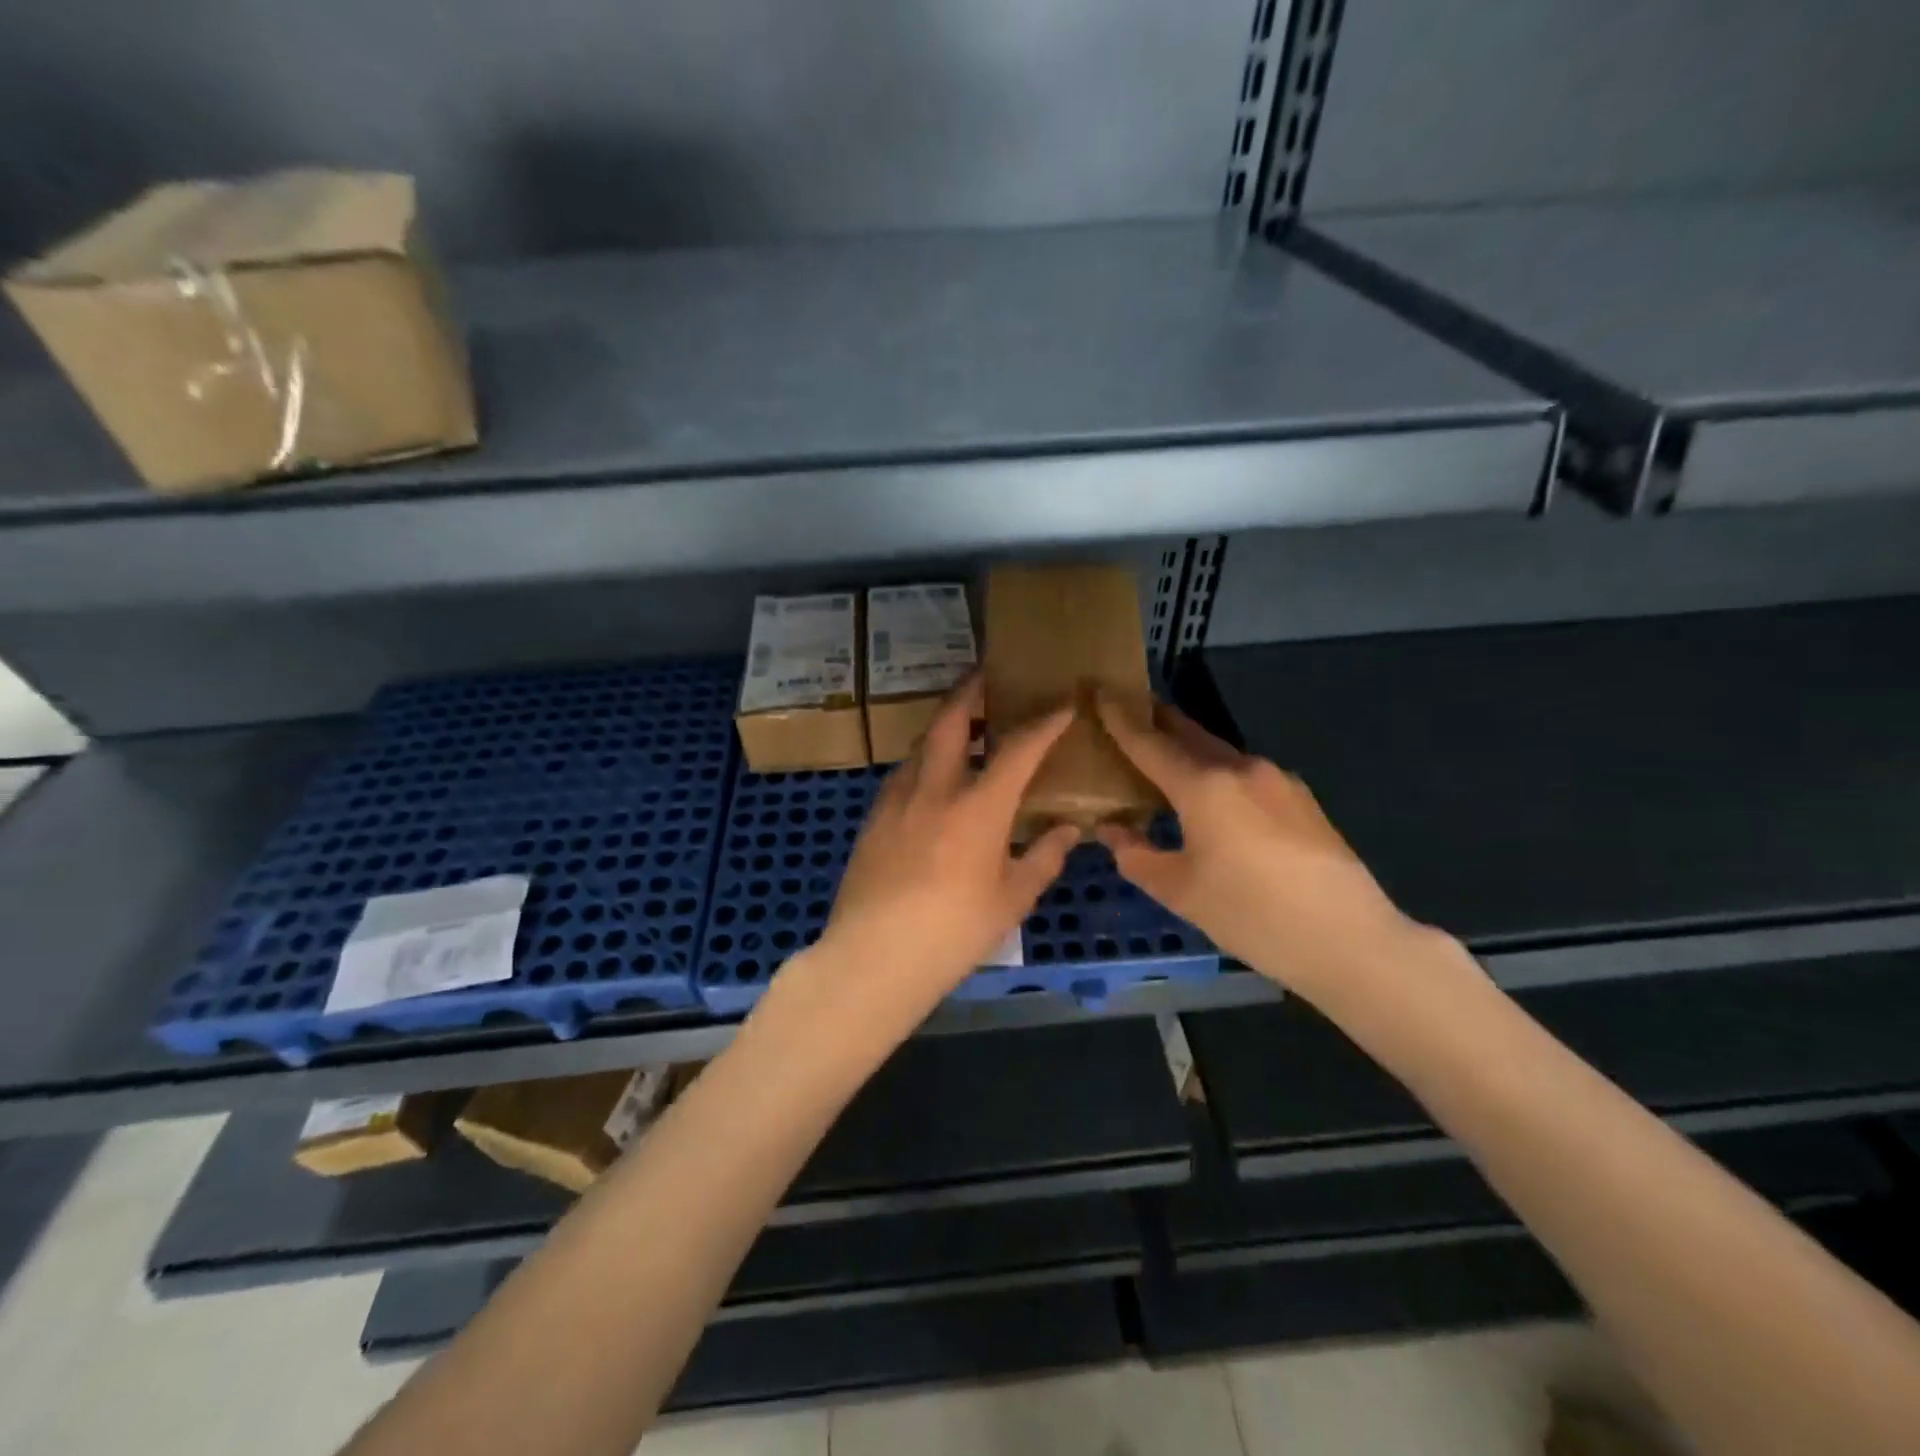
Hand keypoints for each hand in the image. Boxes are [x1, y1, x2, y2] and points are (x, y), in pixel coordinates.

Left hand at [804, 676, 1079, 1025]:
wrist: (872, 957)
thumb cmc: (953, 933)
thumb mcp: (1011, 901)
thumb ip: (1043, 859)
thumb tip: (1068, 830)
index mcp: (978, 808)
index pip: (1017, 750)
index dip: (1044, 723)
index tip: (1062, 704)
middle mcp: (935, 789)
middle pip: (951, 721)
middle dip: (971, 691)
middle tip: (987, 676)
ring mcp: (897, 800)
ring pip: (922, 744)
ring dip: (945, 727)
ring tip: (964, 729)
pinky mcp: (873, 818)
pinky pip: (904, 774)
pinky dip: (925, 762)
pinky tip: (932, 781)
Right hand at [1094, 696, 1421, 1005]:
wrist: (1348, 940)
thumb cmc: (1251, 915)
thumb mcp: (1180, 892)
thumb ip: (1137, 856)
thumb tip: (1112, 831)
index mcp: (1204, 786)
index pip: (1149, 742)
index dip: (1120, 719)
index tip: (1099, 692)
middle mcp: (1240, 768)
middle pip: (1188, 733)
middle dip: (1156, 721)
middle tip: (1128, 715)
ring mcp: (1277, 779)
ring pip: (1219, 753)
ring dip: (1188, 751)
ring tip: (1166, 763)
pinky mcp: (1301, 798)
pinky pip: (1245, 773)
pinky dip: (1218, 774)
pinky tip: (1214, 799)